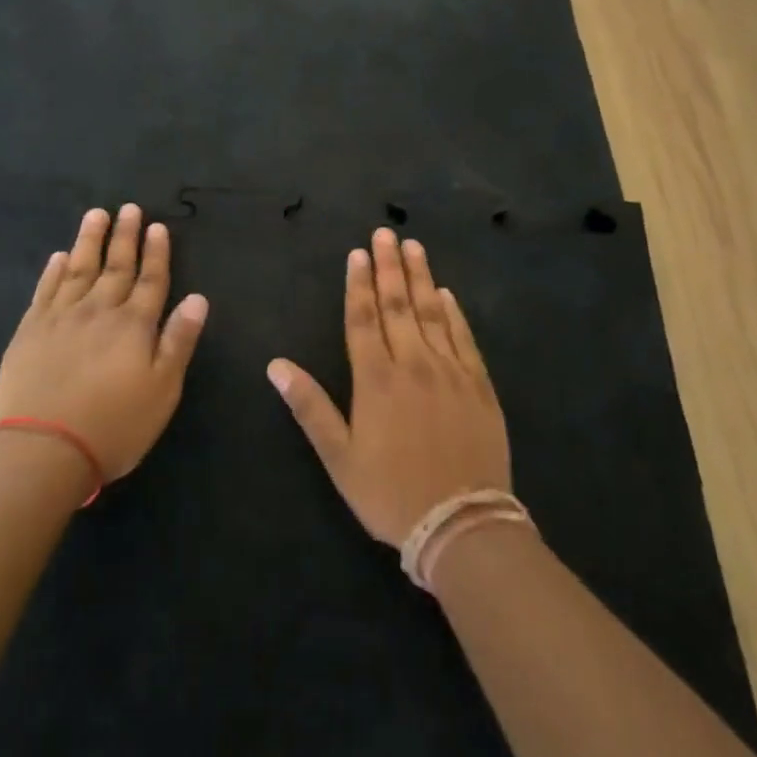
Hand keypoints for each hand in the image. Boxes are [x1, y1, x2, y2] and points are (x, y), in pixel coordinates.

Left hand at [0, 205, 207, 484]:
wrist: (42, 450)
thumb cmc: (114, 425)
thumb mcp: (163, 389)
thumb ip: (179, 340)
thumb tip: (198, 298)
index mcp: (134, 325)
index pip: (151, 280)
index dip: (156, 253)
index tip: (157, 226)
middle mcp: (99, 311)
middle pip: (116, 266)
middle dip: (125, 236)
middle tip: (129, 209)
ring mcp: (61, 318)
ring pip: (79, 269)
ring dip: (89, 240)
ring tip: (96, 215)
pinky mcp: (30, 331)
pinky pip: (45, 290)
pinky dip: (53, 271)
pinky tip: (59, 257)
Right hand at [267, 227, 510, 545]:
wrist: (462, 524)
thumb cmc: (390, 493)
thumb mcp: (339, 457)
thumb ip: (310, 406)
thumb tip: (276, 365)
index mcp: (376, 379)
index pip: (363, 318)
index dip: (359, 284)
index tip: (357, 253)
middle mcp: (414, 364)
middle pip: (398, 305)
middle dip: (389, 267)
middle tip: (385, 233)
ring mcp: (450, 372)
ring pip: (432, 313)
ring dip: (421, 278)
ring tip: (414, 247)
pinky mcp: (479, 386)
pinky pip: (464, 339)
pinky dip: (455, 313)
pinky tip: (448, 295)